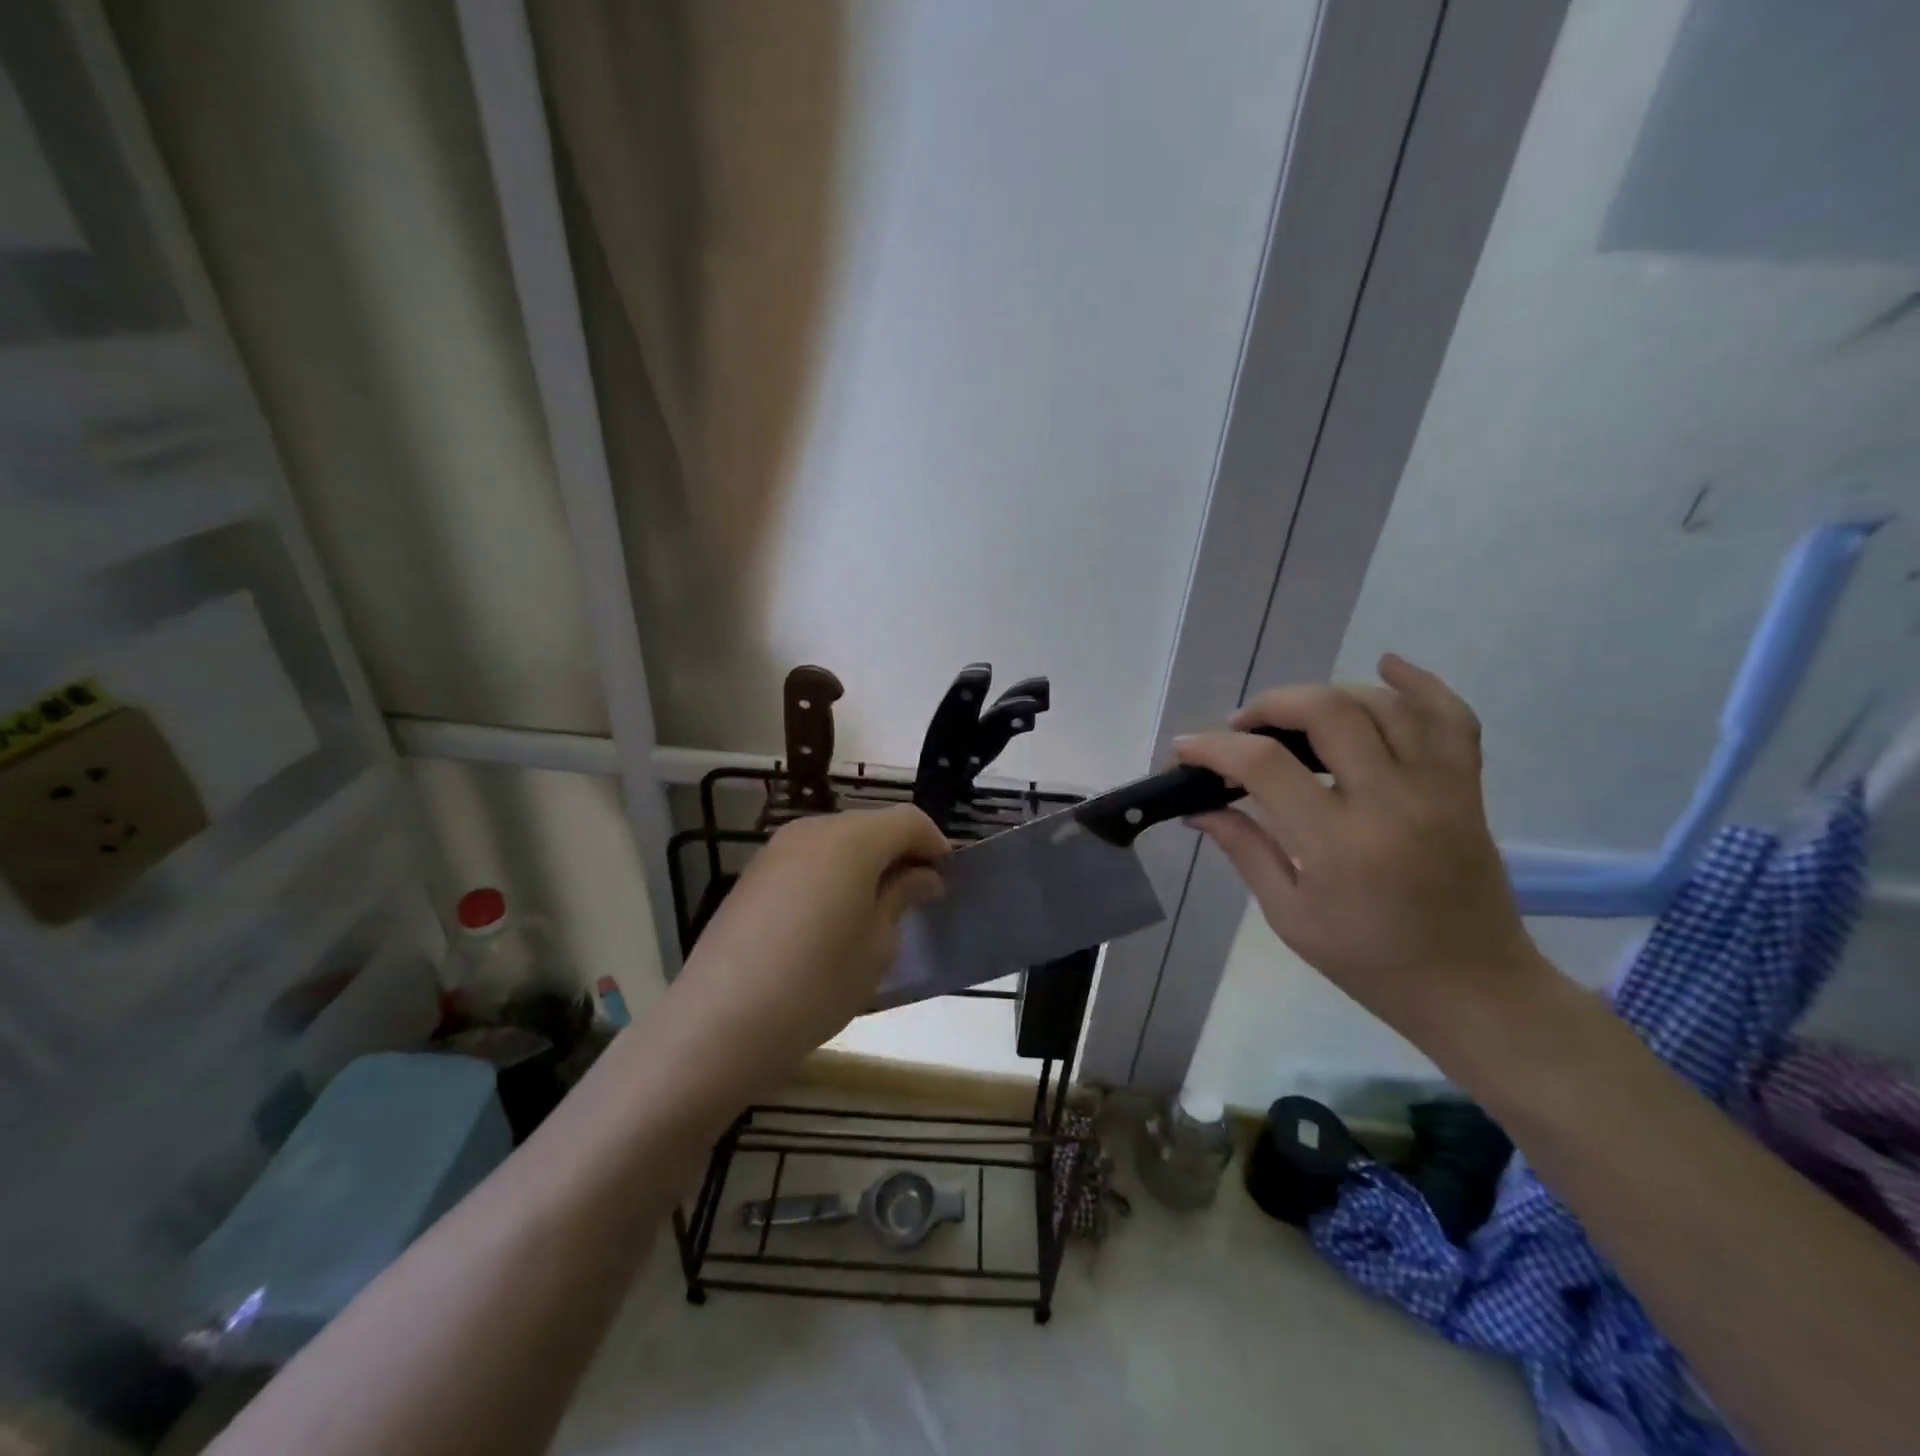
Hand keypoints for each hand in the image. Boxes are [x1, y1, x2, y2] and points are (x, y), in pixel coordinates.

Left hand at [662, 805, 949, 1097]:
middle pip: (871, 825)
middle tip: (914, 898)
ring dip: (864, 864)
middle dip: (899, 853)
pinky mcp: (753, 874)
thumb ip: (902, 897)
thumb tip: (921, 876)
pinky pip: (807, 860)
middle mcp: (813, 830)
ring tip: (872, 912)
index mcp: (852, 840)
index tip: (945, 880)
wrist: (719, 1023)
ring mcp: (776, 849)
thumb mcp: (876, 946)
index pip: (909, 820)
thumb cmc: (816, 985)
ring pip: (837, 841)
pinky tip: (827, 920)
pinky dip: (830, 875)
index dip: (934, 844)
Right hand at [1174, 654, 1545, 1047]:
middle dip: (1271, 705)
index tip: (1185, 748)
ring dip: (1328, 695)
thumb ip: (1245, 850)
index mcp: (1339, 844)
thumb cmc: (1371, 962)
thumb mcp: (1291, 916)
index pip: (1265, 767)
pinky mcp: (1467, 788)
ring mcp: (1439, 789)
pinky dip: (1420, 683)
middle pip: (1328, 712)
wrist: (1474, 988)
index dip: (1214, 748)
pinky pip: (1452, 717)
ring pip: (1383, 704)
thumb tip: (1198, 808)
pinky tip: (1385, 665)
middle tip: (1242, 726)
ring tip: (1295, 715)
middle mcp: (1392, 802)